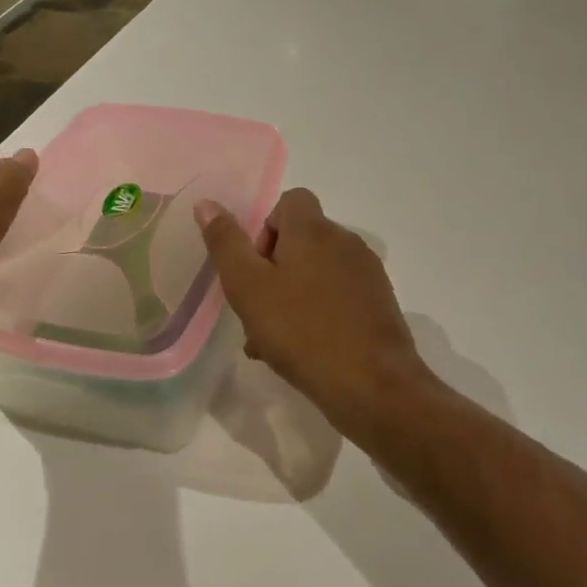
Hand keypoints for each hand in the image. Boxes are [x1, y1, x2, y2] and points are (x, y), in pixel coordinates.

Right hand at [195, 188, 435, 440]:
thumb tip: (207, 203)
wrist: (372, 385)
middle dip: (272, 270)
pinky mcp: (379, 304)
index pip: (290, 200)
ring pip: (316, 273)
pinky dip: (316, 313)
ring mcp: (367, 274)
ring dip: (290, 296)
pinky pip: (337, 297)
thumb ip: (226, 244)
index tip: (253, 267)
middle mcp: (345, 242)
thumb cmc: (301, 331)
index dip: (265, 227)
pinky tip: (301, 351)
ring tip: (270, 341)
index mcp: (314, 230)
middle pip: (301, 240)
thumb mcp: (248, 288)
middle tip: (254, 311)